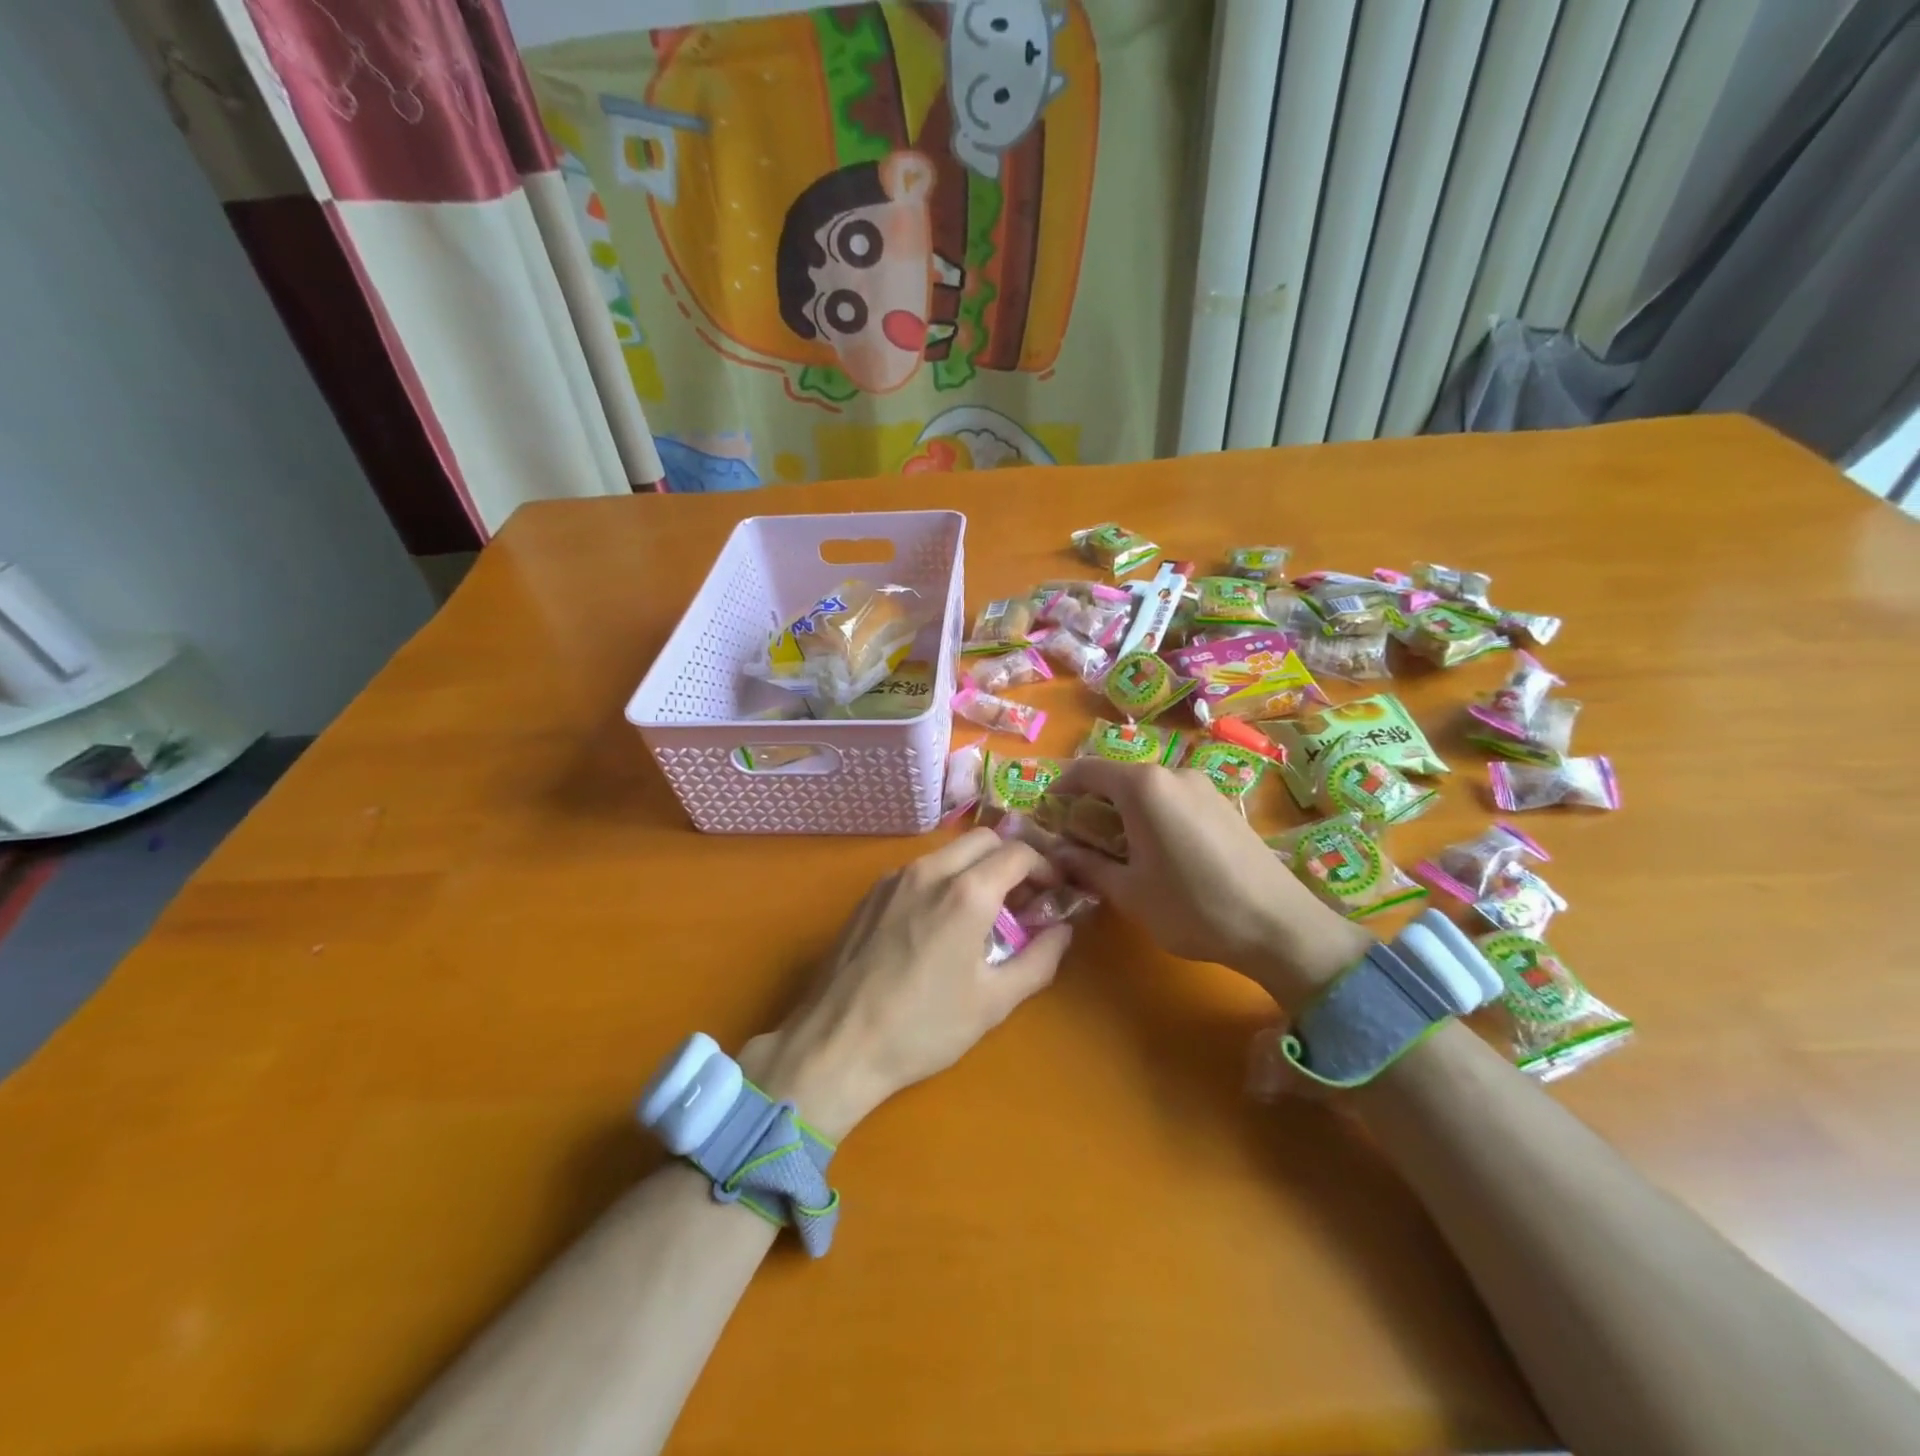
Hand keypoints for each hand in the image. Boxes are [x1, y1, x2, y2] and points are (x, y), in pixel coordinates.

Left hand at [739, 829, 1071, 1140]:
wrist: (836, 1043)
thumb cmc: (923, 1027)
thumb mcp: (994, 1002)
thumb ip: (1039, 959)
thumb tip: (1063, 930)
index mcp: (966, 892)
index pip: (1018, 852)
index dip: (1045, 866)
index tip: (1054, 891)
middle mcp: (930, 871)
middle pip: (984, 838)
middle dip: (1011, 858)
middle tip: (1022, 898)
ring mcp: (894, 878)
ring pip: (949, 851)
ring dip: (976, 867)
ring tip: (984, 911)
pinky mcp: (871, 893)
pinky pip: (920, 869)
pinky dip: (944, 878)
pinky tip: (941, 920)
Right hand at [1043, 758, 1371, 1006]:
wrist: (1280, 926)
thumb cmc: (1193, 907)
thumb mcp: (1129, 891)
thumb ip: (1086, 865)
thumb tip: (1057, 852)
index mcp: (1144, 786)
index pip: (1087, 770)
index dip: (1060, 787)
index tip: (1047, 813)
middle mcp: (1173, 772)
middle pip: (1119, 777)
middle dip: (1092, 803)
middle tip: (1078, 839)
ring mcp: (1204, 785)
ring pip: (1149, 788)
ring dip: (1124, 811)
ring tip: (1118, 850)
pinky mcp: (1225, 803)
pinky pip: (1175, 798)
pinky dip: (1154, 814)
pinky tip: (1158, 851)